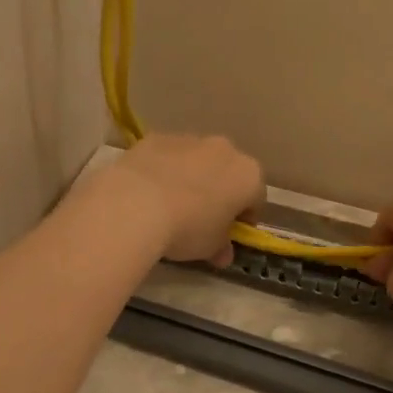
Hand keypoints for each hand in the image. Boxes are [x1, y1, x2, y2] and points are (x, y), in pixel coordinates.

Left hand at [107, 134, 263, 267]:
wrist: (135, 204)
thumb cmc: (188, 228)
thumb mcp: (210, 247)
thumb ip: (221, 247)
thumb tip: (222, 254)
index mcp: (248, 175)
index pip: (256, 198)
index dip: (244, 218)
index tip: (230, 234)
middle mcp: (224, 149)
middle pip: (228, 173)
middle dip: (219, 192)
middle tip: (202, 219)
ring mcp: (189, 139)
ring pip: (197, 161)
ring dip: (191, 178)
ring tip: (170, 205)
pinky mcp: (157, 138)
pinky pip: (167, 157)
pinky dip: (163, 170)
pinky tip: (147, 192)